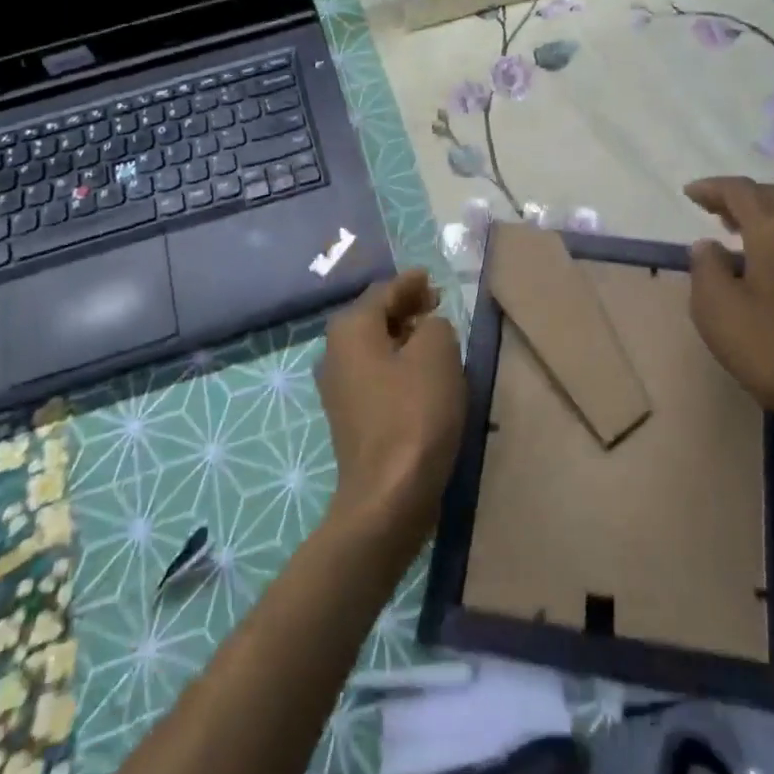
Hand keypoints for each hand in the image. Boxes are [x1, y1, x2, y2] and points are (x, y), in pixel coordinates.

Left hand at [315, 269, 465, 552]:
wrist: (388, 494)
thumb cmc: (414, 414)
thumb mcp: (437, 353)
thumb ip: (435, 324)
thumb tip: (428, 326)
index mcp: (350, 329)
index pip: (384, 291)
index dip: (411, 283)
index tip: (432, 279)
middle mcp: (335, 352)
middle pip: (374, 317)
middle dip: (406, 308)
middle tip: (437, 304)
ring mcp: (338, 387)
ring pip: (375, 347)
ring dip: (403, 337)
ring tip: (435, 336)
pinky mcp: (350, 416)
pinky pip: (376, 374)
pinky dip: (398, 365)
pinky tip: (421, 374)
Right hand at [684, 176, 773, 435]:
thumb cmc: (770, 347)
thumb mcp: (716, 308)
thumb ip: (705, 266)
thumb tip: (709, 245)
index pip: (740, 191)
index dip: (711, 188)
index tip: (688, 194)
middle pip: (769, 195)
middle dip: (737, 195)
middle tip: (709, 207)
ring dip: (759, 210)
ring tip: (732, 225)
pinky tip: (762, 250)